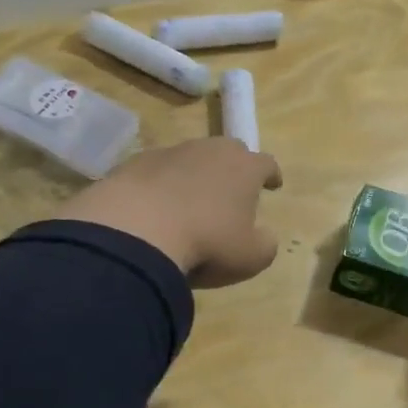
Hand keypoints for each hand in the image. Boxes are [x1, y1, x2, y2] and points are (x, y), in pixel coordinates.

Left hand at [53, 138, 283, 287]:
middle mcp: (209, 150)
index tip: (273, 185)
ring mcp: (170, 153)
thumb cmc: (205, 244)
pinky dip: (161, 183)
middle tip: (233, 188)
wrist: (135, 232)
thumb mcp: (249, 257)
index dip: (271, 175)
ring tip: (191, 199)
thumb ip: (265, 244)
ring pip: (190, 157)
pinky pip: (157, 170)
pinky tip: (155, 206)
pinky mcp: (135, 163)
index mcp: (244, 168)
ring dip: (195, 174)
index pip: (266, 163)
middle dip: (234, 166)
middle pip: (229, 150)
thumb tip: (264, 236)